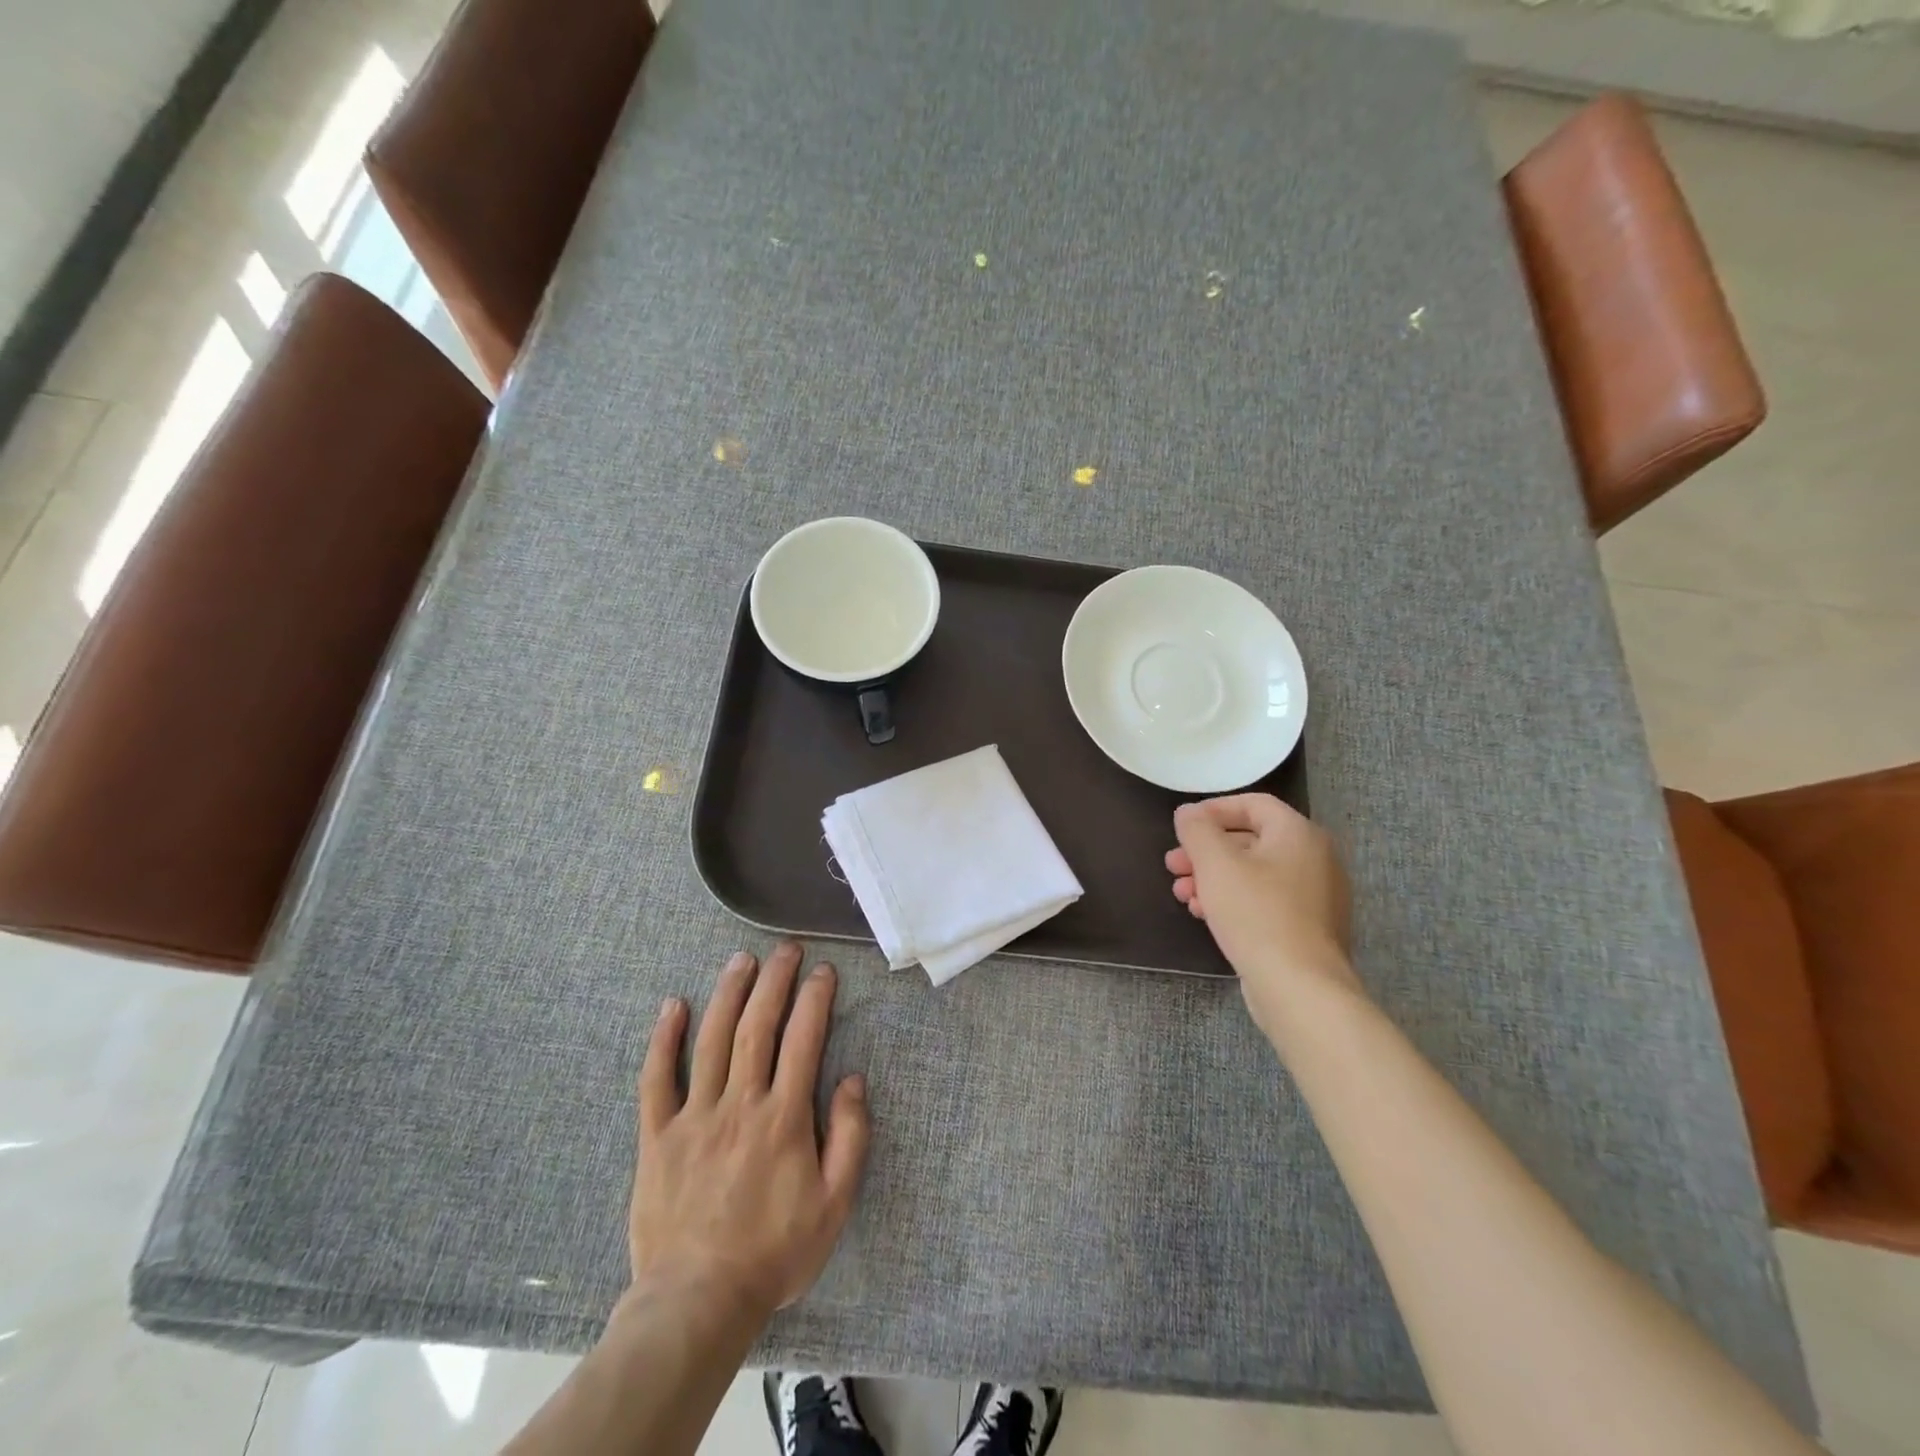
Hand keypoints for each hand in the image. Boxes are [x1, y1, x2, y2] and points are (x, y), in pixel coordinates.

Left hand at [628, 942, 869, 1322]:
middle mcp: (739, 1104)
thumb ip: (850, 1137)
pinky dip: (664, 1039)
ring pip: (711, 1040)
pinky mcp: (658, 1136)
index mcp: (783, 1118)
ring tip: (741, 960)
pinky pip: (656, 1079)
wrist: (697, 1303)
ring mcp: (694, 1116)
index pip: (803, 1040)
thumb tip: (853, 1079)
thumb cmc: (774, 1253)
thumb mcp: (834, 1204)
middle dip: (774, 981)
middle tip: (786, 949)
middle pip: (757, 1026)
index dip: (815, 999)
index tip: (823, 971)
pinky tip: (672, 1006)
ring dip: (728, 993)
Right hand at [1165, 795, 1359, 1035]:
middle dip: (1206, 851)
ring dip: (1213, 878)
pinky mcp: (1308, 928)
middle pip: (1251, 840)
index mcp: (1299, 834)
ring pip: (1255, 873)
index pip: (1253, 804)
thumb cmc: (1256, 914)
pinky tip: (1206, 915)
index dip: (1213, 810)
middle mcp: (1315, 858)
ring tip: (1183, 894)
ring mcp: (1316, 896)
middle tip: (1173, 865)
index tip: (1182, 827)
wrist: (1300, 988)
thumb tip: (1188, 812)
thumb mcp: (1215, 864)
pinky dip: (1234, 900)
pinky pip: (1266, 901)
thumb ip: (1197, 830)